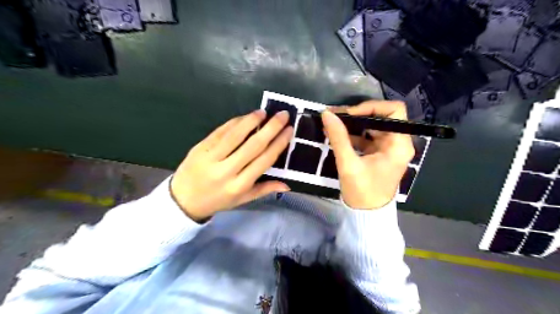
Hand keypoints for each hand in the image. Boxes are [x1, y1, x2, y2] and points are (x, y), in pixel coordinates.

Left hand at [171, 109, 292, 219]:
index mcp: (239, 185)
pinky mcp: (200, 148)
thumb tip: (287, 185)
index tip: (289, 130)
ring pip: (235, 135)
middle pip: (253, 146)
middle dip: (270, 128)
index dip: (278, 144)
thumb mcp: (242, 200)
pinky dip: (234, 123)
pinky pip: (220, 132)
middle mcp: (227, 171)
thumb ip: (264, 189)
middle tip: (282, 115)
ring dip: (251, 121)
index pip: (264, 160)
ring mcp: (211, 158)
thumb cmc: (217, 200)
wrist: (183, 200)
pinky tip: (245, 117)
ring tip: (263, 112)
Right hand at [319, 100, 414, 209]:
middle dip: (357, 114)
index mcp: (399, 144)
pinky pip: (367, 137)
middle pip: (381, 117)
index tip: (349, 114)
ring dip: (353, 123)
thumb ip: (338, 138)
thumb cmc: (362, 191)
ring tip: (332, 122)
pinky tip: (336, 133)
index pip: (394, 111)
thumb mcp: (349, 164)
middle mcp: (398, 143)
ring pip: (372, 126)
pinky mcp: (379, 153)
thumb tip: (327, 114)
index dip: (372, 107)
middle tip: (335, 115)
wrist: (366, 214)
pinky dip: (352, 134)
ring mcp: (388, 148)